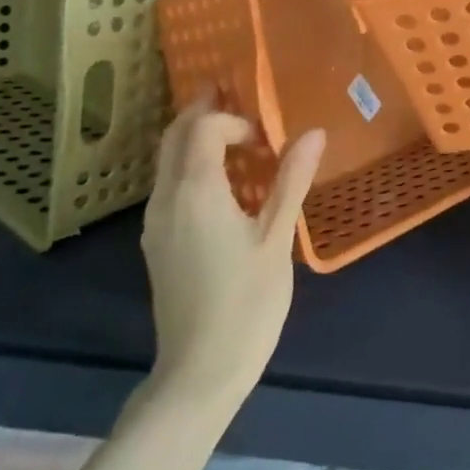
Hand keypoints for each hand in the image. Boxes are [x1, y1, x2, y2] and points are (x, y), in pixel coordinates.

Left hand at [140, 96, 325, 407]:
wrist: (199, 372)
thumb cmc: (246, 302)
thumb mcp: (277, 238)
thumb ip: (292, 180)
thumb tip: (314, 133)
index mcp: (196, 191)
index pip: (202, 127)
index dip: (232, 119)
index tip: (264, 138)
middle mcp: (166, 198)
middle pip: (174, 137)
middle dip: (201, 112)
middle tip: (233, 97)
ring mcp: (155, 223)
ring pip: (167, 162)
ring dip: (194, 139)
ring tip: (232, 137)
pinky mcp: (156, 243)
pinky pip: (168, 186)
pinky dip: (189, 166)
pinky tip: (221, 185)